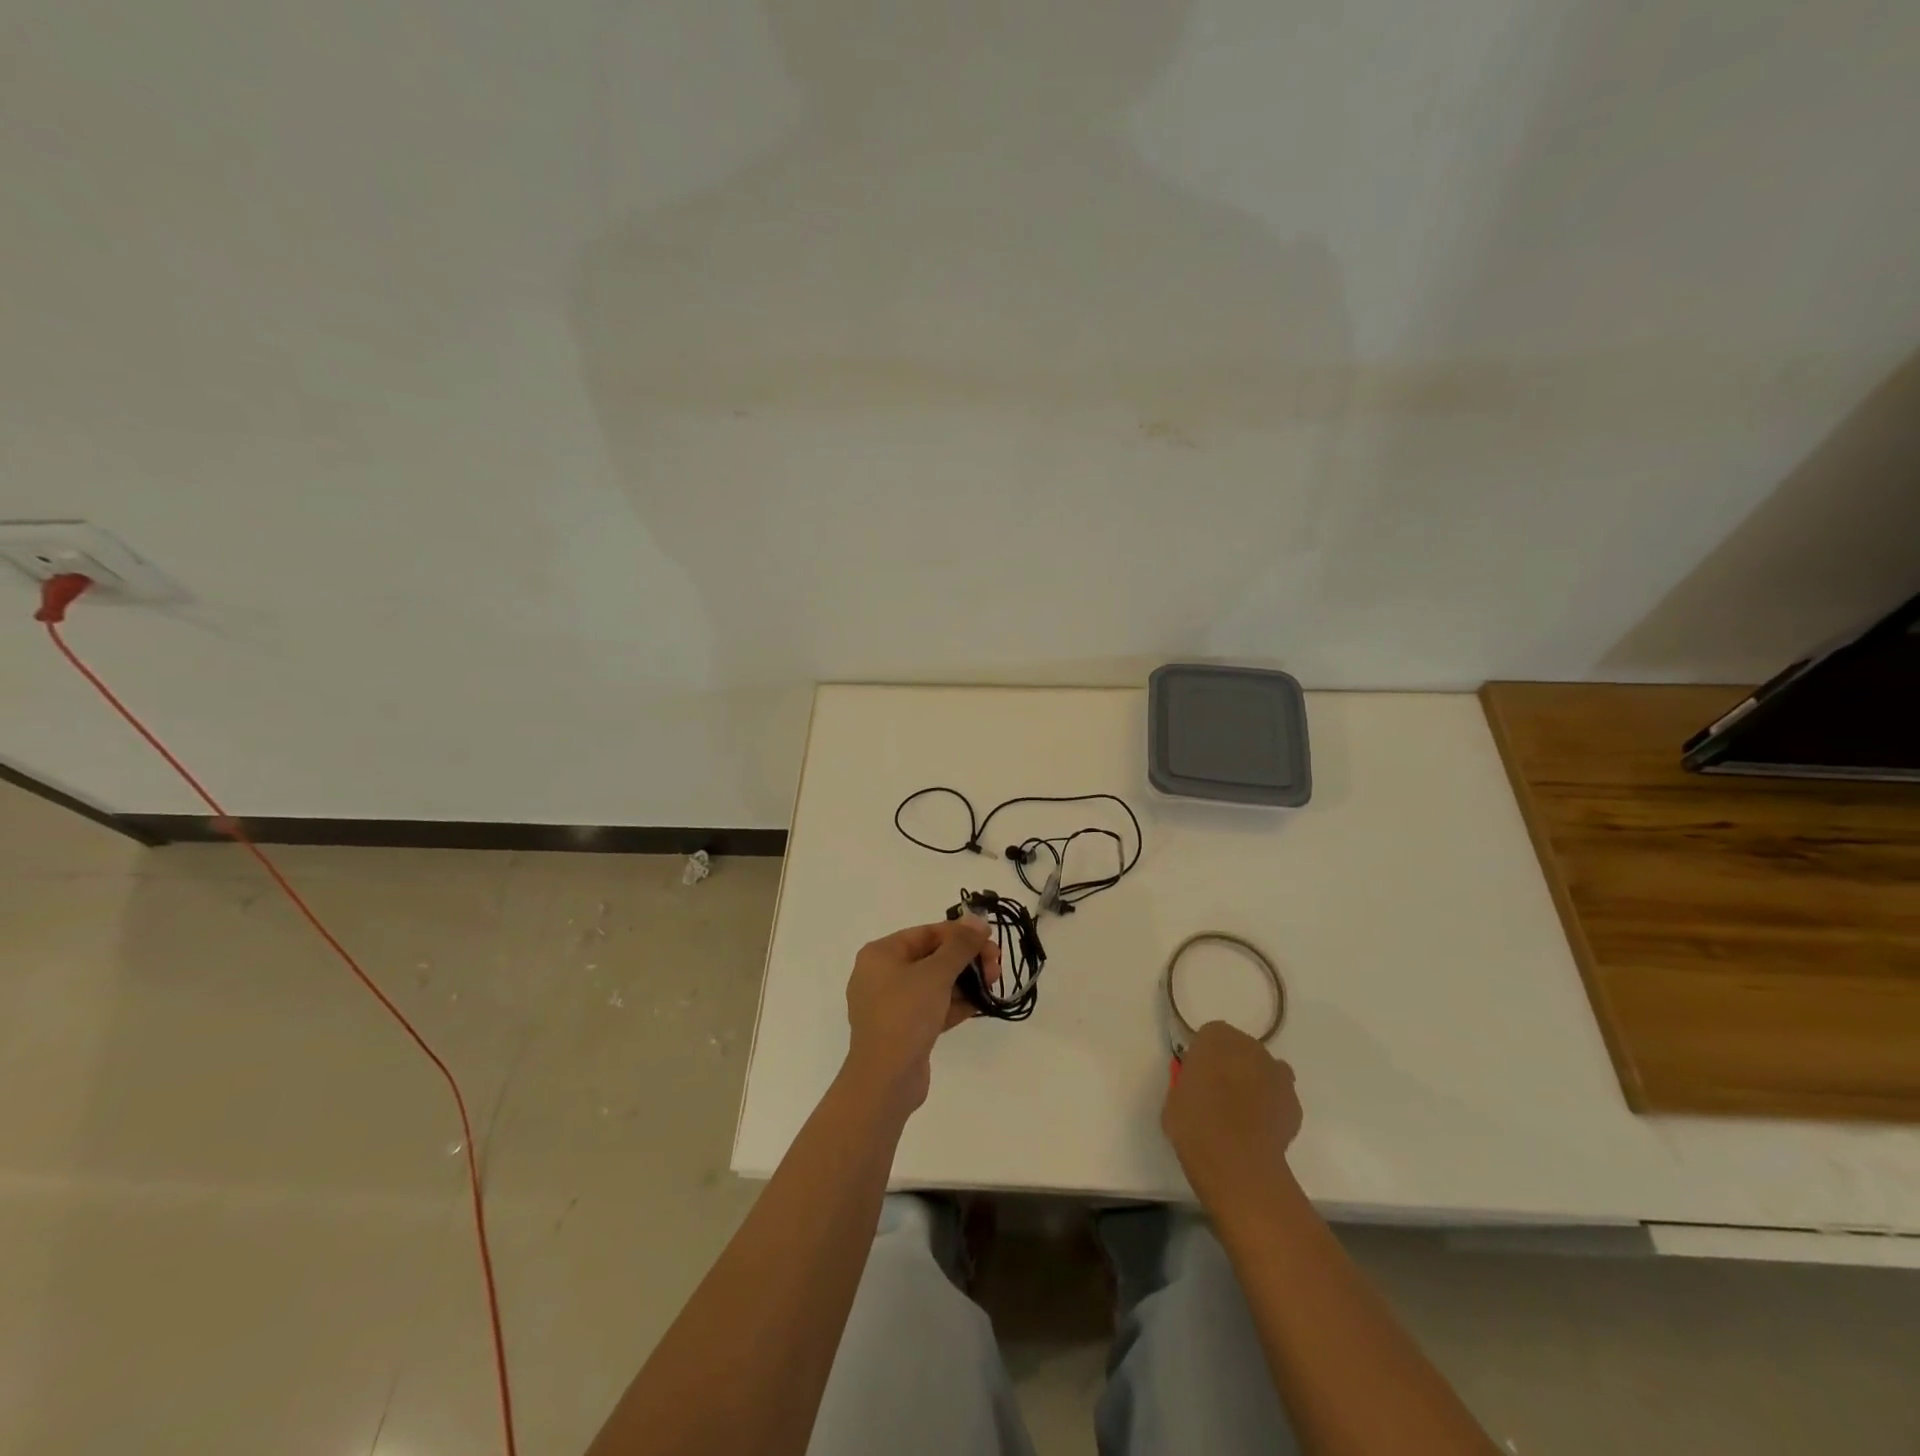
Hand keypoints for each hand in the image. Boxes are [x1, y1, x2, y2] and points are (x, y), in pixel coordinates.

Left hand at [843, 917, 1000, 1112]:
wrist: (885, 1080)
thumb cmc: (906, 1015)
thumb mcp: (936, 973)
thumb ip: (960, 945)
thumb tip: (977, 919)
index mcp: (881, 954)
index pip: (927, 933)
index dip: (960, 934)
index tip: (990, 940)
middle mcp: (881, 975)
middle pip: (932, 957)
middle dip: (966, 960)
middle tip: (995, 967)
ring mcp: (891, 1004)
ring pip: (934, 983)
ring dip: (964, 982)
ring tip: (992, 985)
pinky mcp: (903, 1030)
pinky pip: (932, 1007)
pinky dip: (954, 1004)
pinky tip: (981, 1004)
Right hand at [1162, 1021, 1302, 1215]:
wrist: (1235, 1160)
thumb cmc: (1195, 1122)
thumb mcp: (1175, 1096)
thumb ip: (1189, 1082)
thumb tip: (1197, 1088)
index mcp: (1215, 1037)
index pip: (1210, 1037)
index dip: (1204, 1057)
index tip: (1197, 1078)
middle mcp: (1250, 1046)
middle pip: (1241, 1050)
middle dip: (1232, 1067)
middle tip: (1218, 1095)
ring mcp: (1277, 1074)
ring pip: (1265, 1072)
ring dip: (1256, 1084)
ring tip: (1242, 1114)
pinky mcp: (1294, 1103)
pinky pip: (1280, 1098)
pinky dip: (1272, 1109)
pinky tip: (1259, 1130)